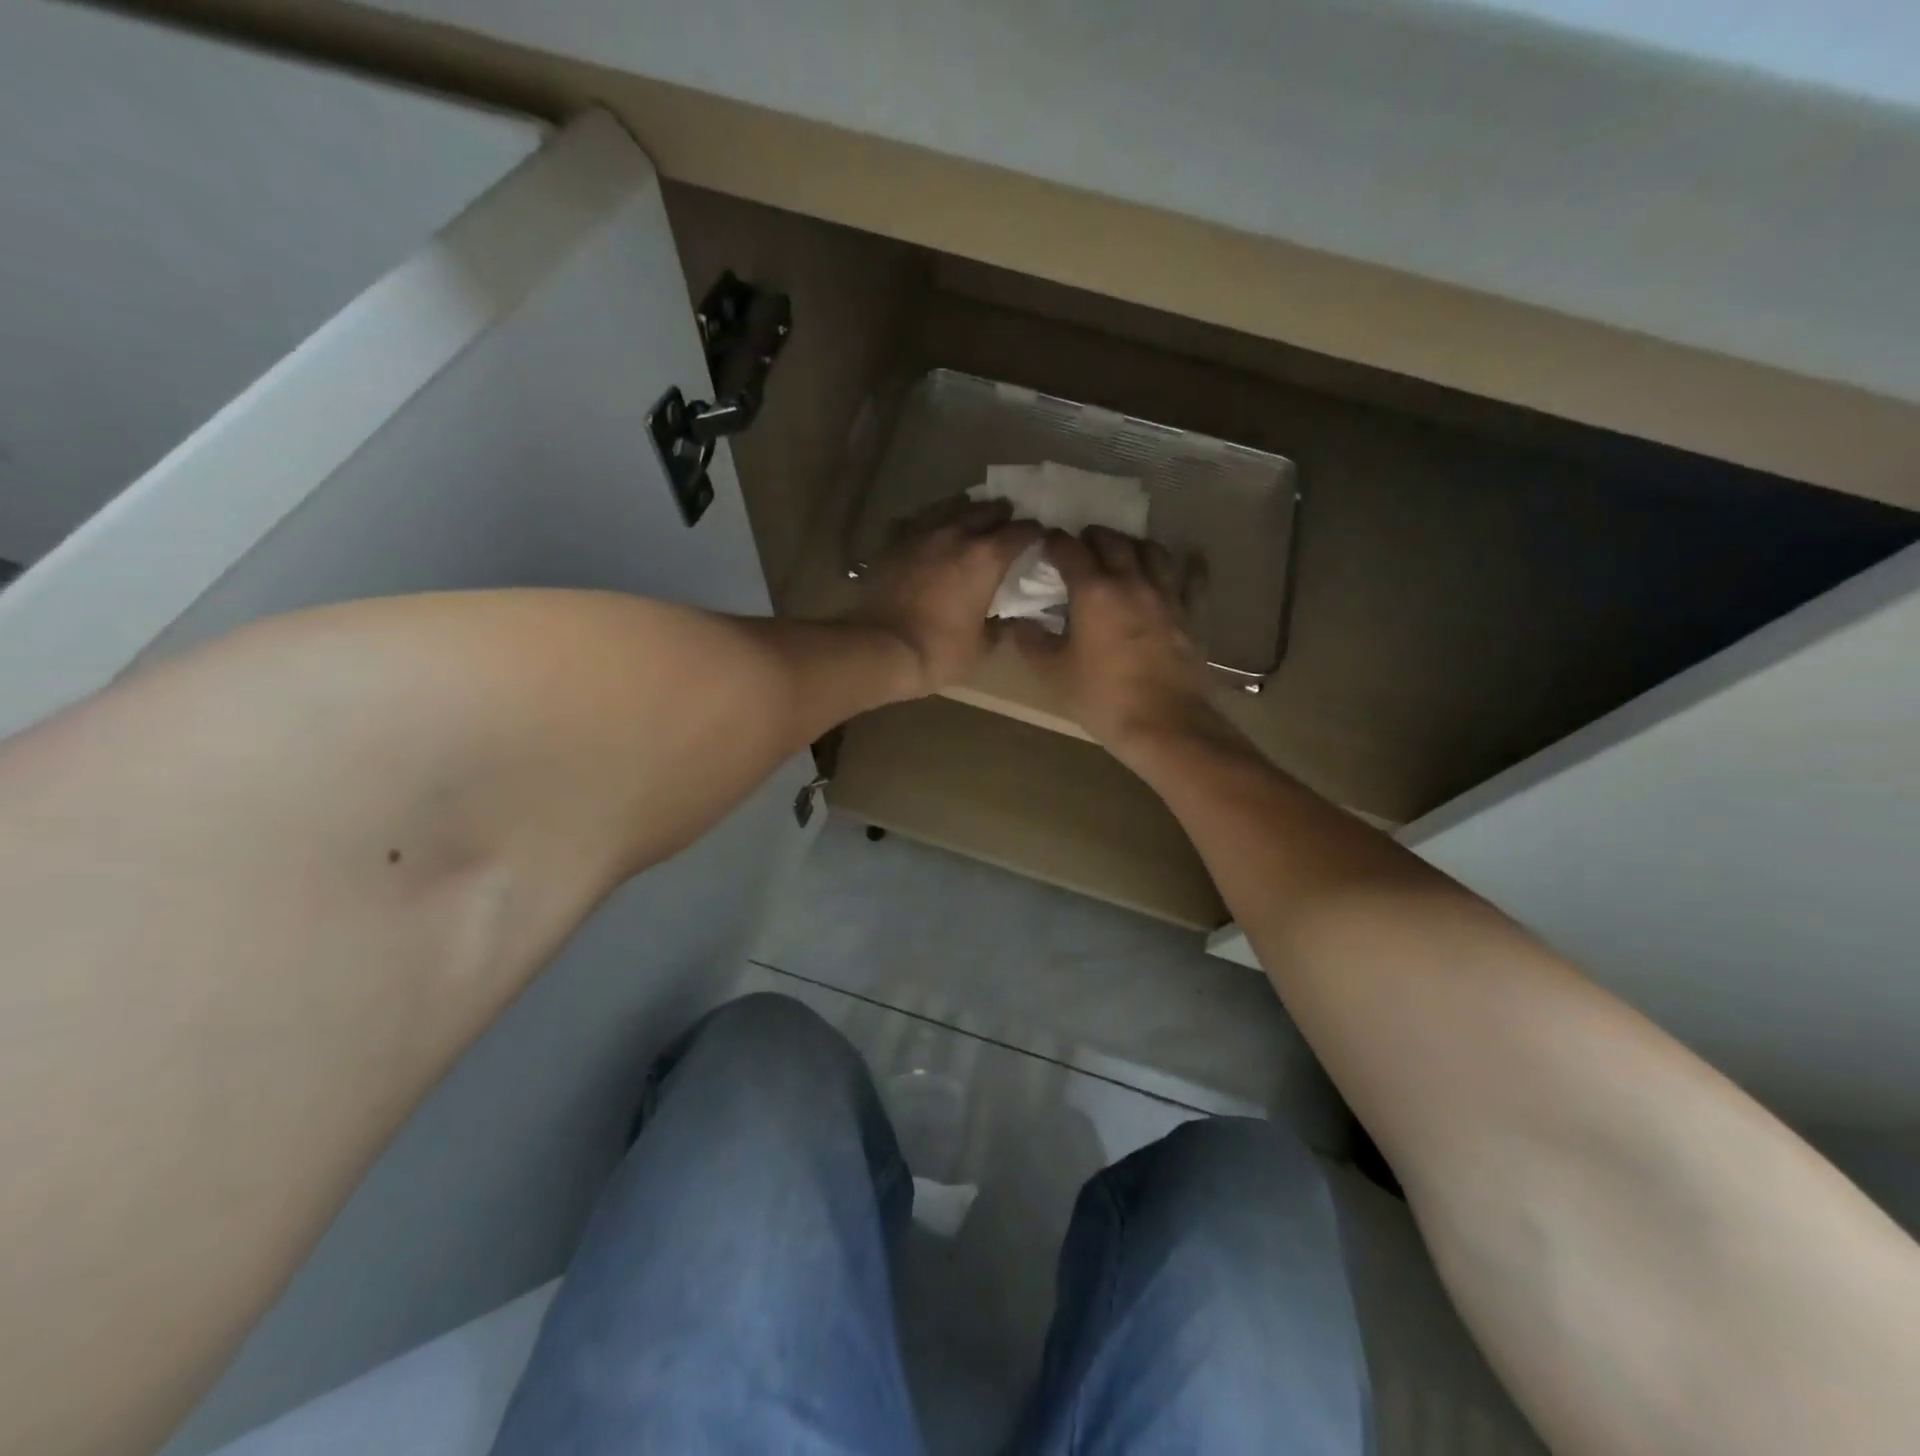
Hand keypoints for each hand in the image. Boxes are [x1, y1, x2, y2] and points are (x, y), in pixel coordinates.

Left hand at [848, 497, 1042, 696]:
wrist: (880, 649)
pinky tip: (931, 534)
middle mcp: (955, 534)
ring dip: (966, 511)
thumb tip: (1004, 617)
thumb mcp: (982, 647)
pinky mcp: (893, 543)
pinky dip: (931, 524)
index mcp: (985, 558)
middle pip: (986, 510)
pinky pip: (918, 522)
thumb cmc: (939, 651)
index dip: (1034, 533)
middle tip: (1007, 521)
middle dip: (1001, 514)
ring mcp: (920, 534)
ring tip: (971, 518)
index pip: (1020, 533)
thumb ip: (998, 625)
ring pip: (949, 508)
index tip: (1039, 537)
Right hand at [1013, 527, 1226, 754]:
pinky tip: (1185, 560)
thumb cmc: (1102, 698)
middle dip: (1093, 537)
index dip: (1055, 542)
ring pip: (1152, 551)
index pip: (1070, 550)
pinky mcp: (1191, 613)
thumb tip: (1021, 622)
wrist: (1164, 724)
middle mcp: (1131, 581)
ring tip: (1124, 552)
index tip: (1046, 543)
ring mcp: (1166, 595)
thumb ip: (1032, 642)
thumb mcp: (1054, 673)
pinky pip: (1193, 578)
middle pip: (1112, 541)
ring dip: (1133, 545)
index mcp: (1093, 592)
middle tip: (1081, 544)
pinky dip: (1186, 564)